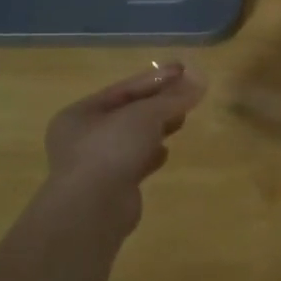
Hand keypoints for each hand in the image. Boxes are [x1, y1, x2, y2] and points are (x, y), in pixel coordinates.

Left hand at [32, 61, 206, 237]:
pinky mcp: (109, 187)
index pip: (123, 89)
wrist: (93, 209)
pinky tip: (164, 153)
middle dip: (158, 103)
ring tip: (182, 120)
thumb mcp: (145, 115)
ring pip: (131, 138)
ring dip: (156, 128)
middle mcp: (82, 137)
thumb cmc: (111, 150)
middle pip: (127, 112)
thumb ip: (172, 98)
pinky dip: (149, 154)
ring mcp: (94, 164)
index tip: (184, 70)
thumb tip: (200, 81)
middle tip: (187, 95)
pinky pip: (132, 162)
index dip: (156, 78)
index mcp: (80, 114)